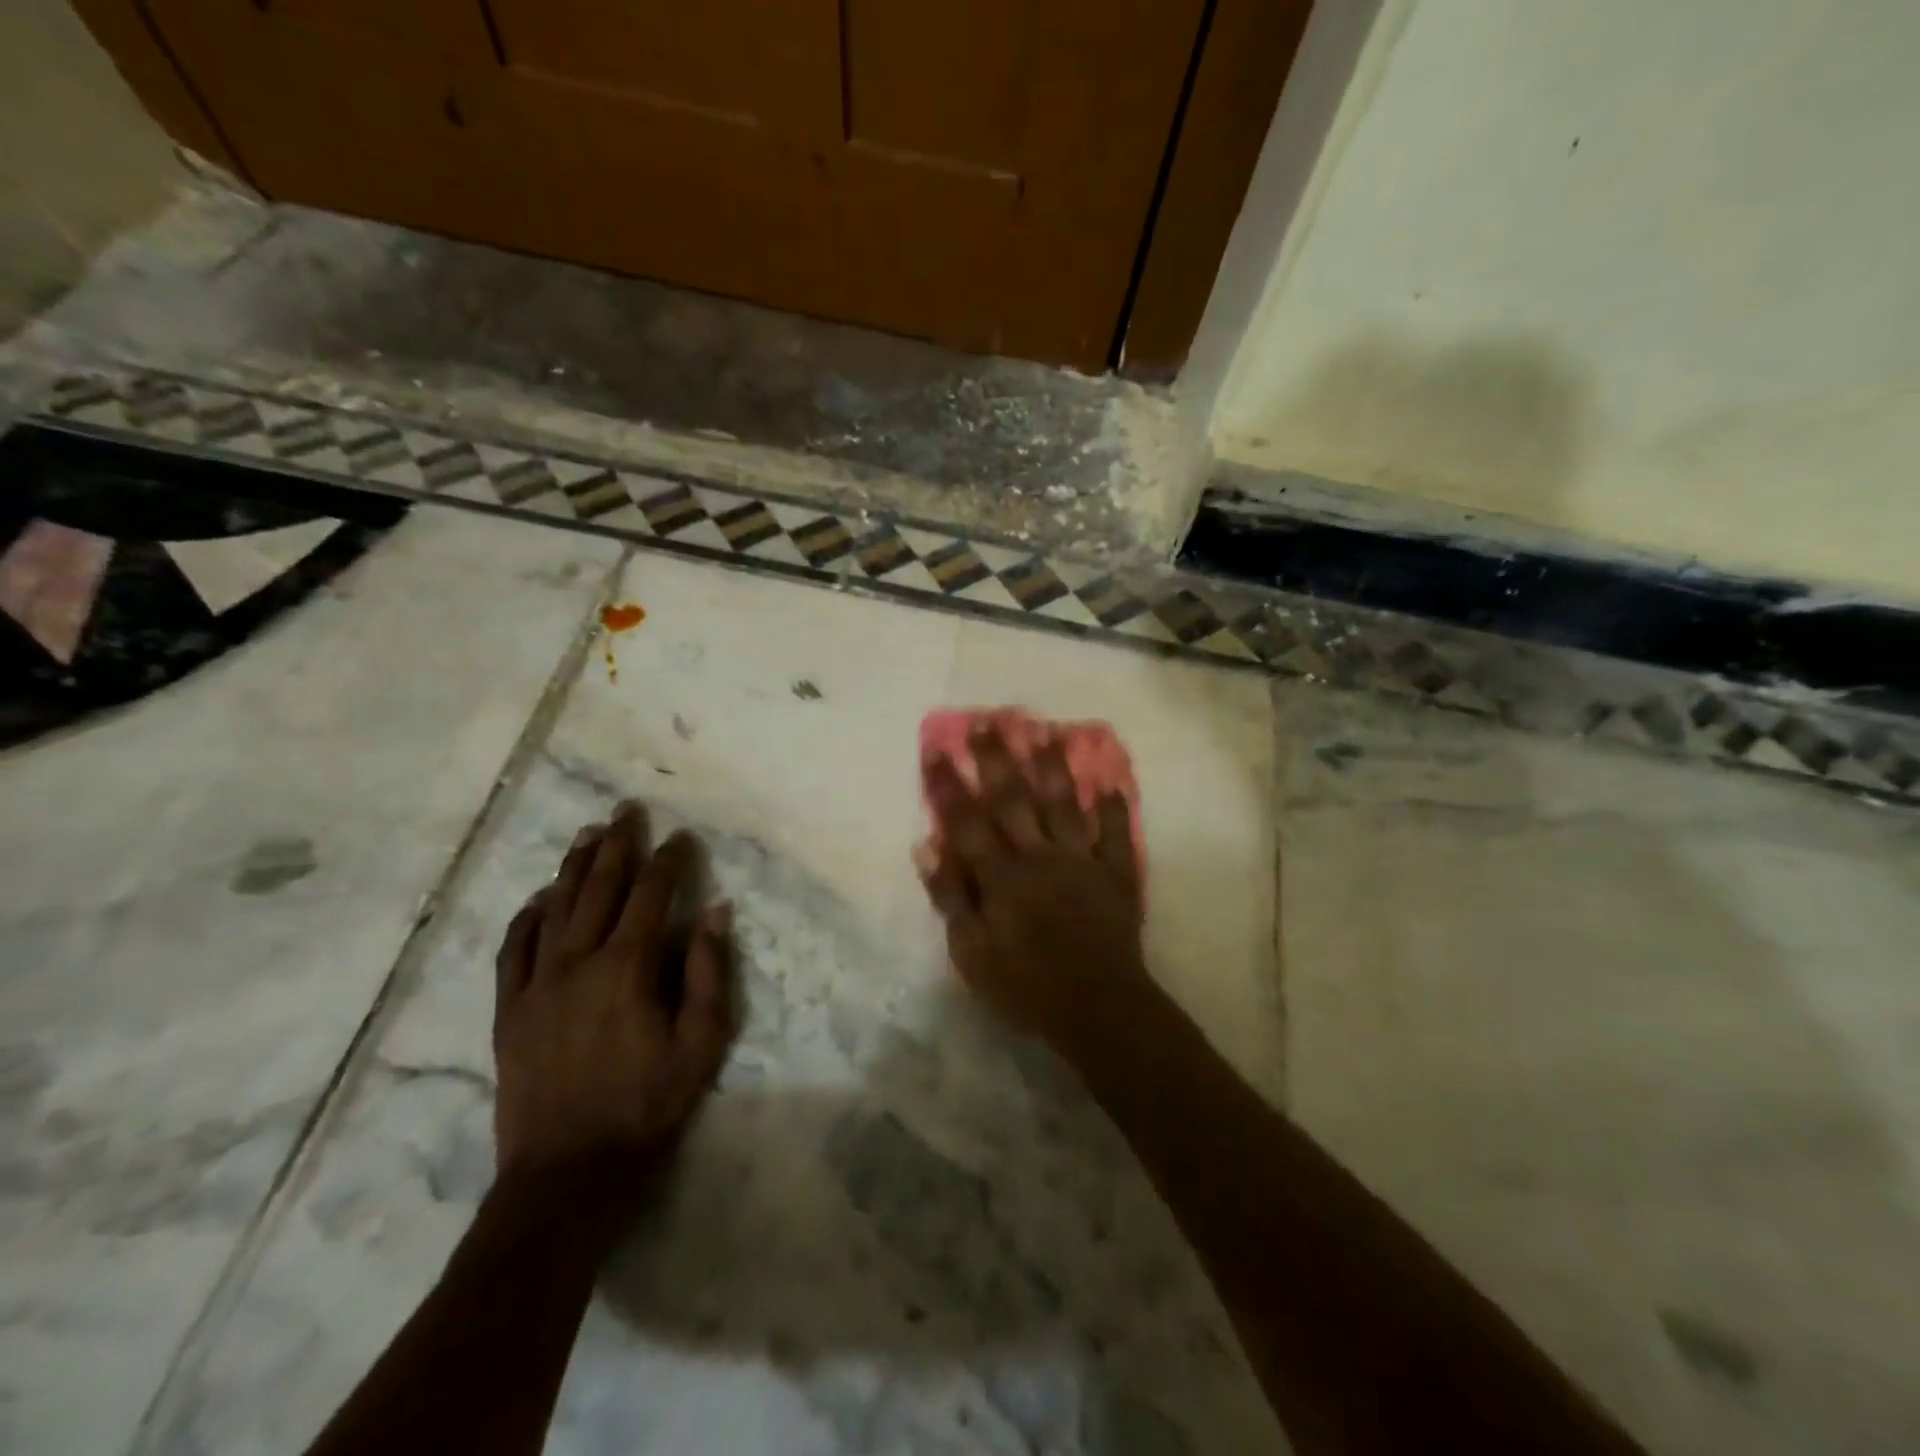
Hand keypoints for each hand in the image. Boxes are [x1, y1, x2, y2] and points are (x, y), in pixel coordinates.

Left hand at [492, 802, 733, 1186]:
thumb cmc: (647, 1107)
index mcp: (627, 968)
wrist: (567, 1174)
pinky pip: (513, 950)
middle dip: (617, 845)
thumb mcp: (701, 1043)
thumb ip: (709, 972)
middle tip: (626, 810)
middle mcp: (577, 962)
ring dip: (572, 867)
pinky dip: (526, 918)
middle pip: (598, 889)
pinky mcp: (509, 1011)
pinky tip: (538, 898)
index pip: (651, 896)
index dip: (668, 861)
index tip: (682, 837)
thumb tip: (715, 911)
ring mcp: (536, 985)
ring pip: (555, 909)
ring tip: (586, 833)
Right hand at [917, 727, 1152, 1063]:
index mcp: (1002, 877)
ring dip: (1053, 767)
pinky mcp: (1115, 874)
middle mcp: (1040, 857)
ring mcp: (1082, 862)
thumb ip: (952, 898)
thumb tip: (928, 846)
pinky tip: (1109, 783)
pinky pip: (1114, 835)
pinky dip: (1113, 809)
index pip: (968, 821)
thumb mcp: (972, 955)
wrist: (1099, 1010)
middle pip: (1014, 800)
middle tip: (987, 721)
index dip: (949, 785)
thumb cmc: (1026, 987)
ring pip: (1064, 804)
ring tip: (1044, 731)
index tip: (936, 748)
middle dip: (997, 759)